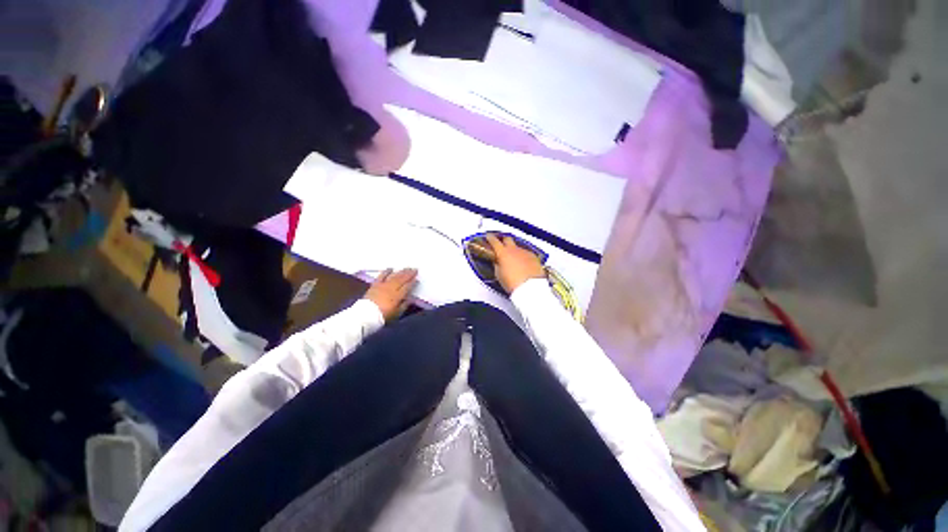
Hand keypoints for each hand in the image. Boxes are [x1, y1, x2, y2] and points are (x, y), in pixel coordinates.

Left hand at [365, 268, 417, 320]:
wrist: (366, 315)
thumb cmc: (383, 316)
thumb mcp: (396, 313)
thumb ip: (404, 305)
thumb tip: (411, 299)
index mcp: (398, 296)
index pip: (407, 287)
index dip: (413, 282)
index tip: (417, 279)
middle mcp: (391, 288)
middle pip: (402, 279)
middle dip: (409, 274)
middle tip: (415, 269)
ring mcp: (383, 285)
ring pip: (394, 276)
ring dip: (401, 272)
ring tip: (407, 268)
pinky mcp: (375, 285)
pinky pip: (381, 276)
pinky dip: (386, 271)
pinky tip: (391, 268)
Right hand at [485, 234, 545, 293]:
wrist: (531, 288)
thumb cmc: (514, 283)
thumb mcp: (499, 275)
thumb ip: (496, 265)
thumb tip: (496, 263)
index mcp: (503, 253)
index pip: (494, 241)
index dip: (490, 238)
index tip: (489, 237)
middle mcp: (514, 250)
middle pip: (507, 239)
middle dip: (503, 241)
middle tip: (501, 245)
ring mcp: (525, 252)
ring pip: (518, 247)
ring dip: (514, 251)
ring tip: (513, 260)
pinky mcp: (533, 257)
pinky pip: (526, 253)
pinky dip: (523, 257)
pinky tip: (523, 264)